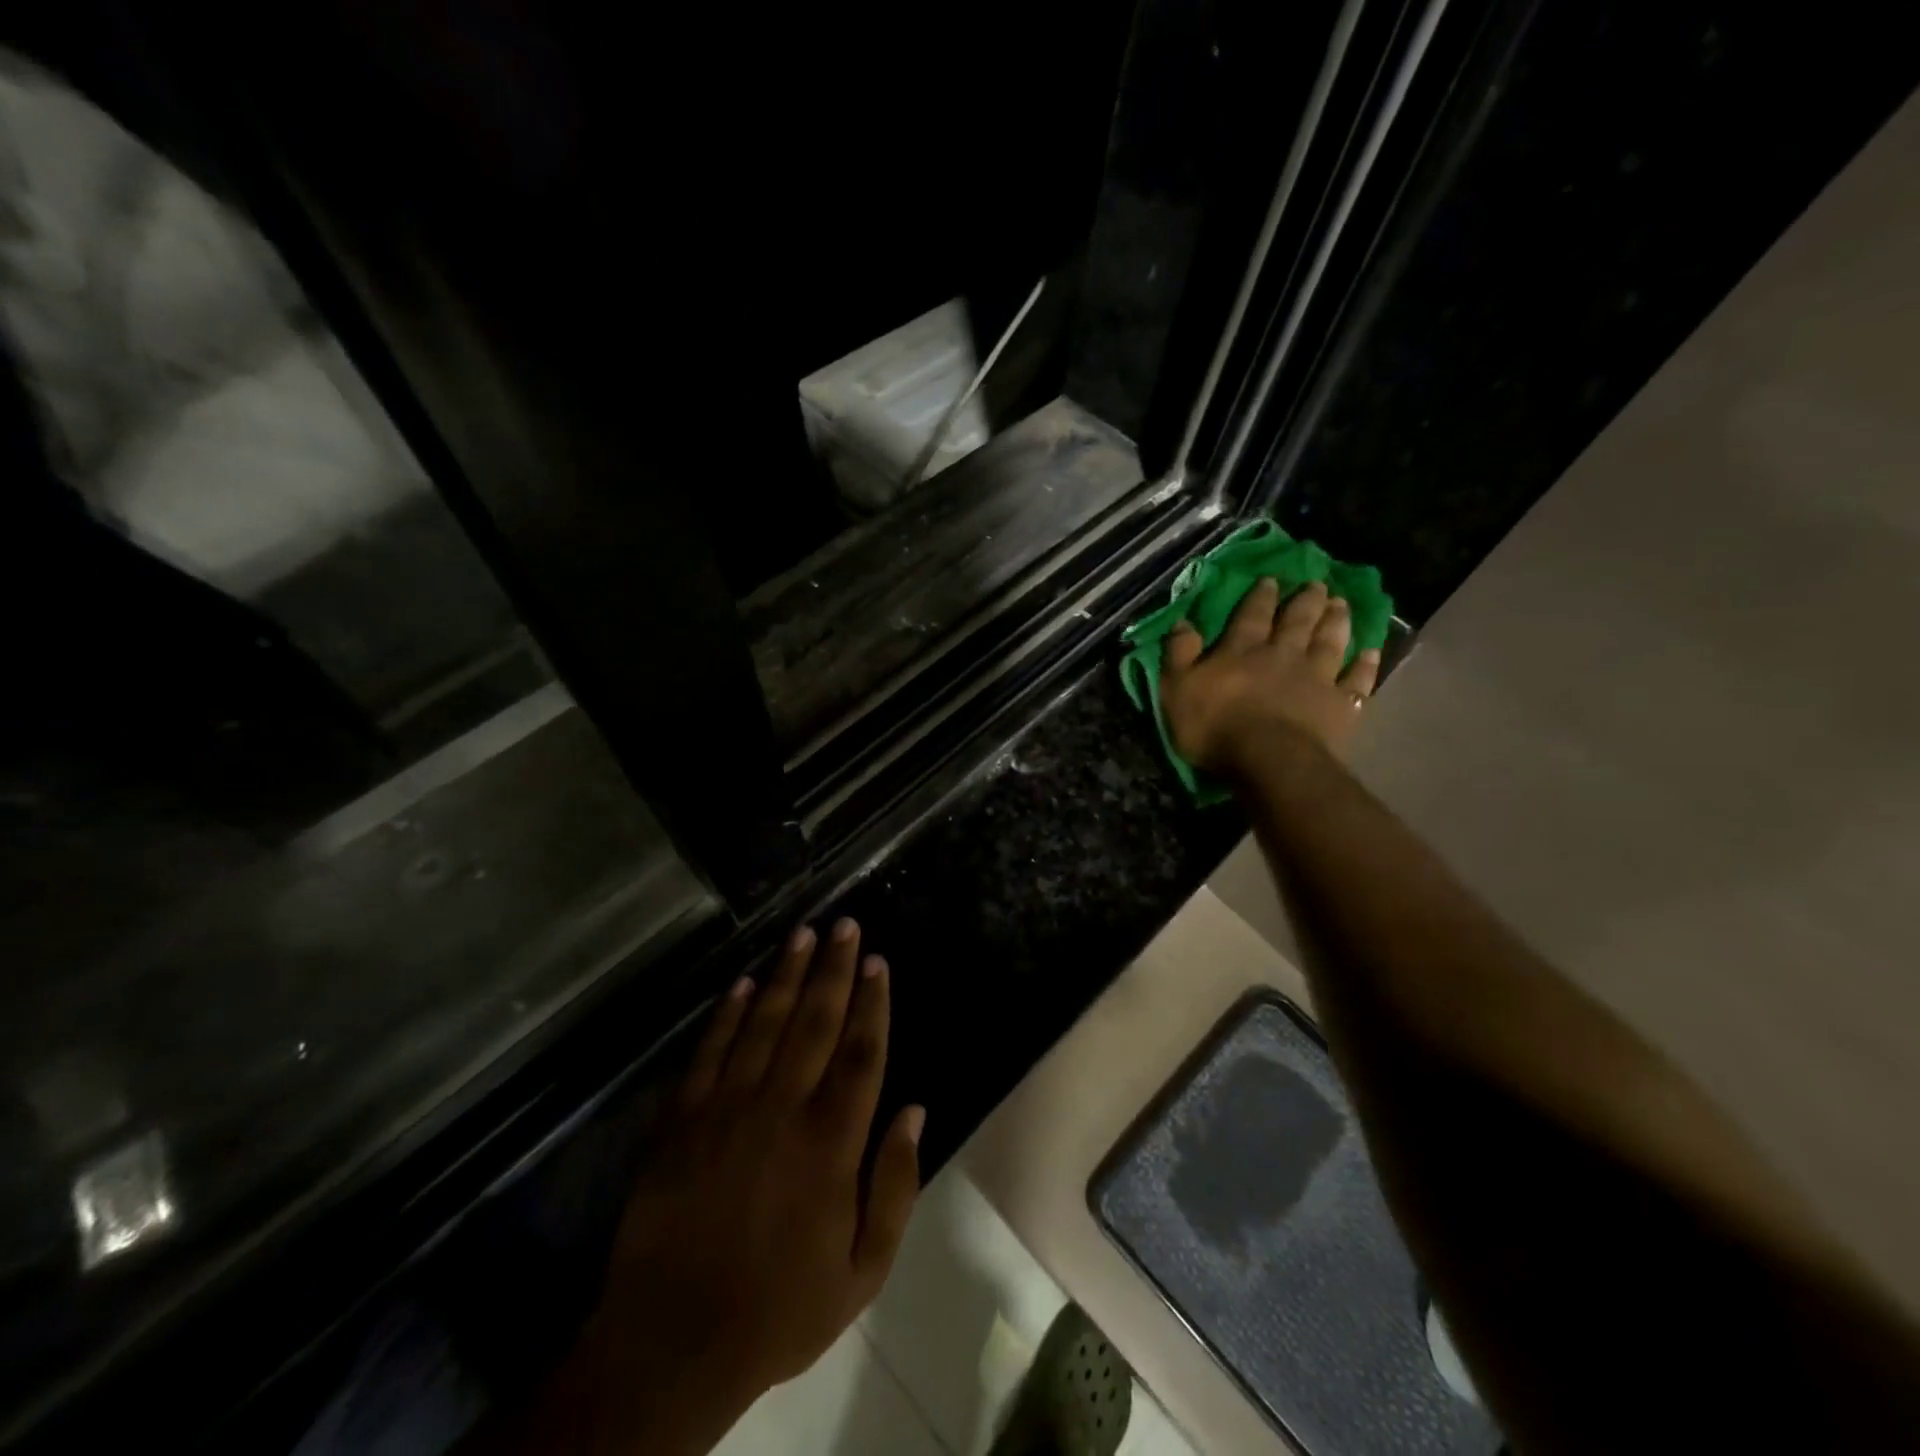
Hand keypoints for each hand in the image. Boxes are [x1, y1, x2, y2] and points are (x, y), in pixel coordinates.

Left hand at [524, 920, 922, 1454]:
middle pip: (814, 1023)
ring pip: (764, 1024)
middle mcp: (781, 1110)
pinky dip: (728, 1014)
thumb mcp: (862, 1271)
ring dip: (786, 975)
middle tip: (844, 925)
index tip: (877, 961)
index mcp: (830, 1144)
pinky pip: (709, 1053)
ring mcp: (726, 1109)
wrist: (671, 1344)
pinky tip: (744, 983)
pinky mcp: (682, 1120)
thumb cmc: (779, 1309)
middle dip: (833, 969)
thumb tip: (914, 1110)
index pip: (859, 1054)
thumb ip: (895, 1186)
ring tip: (803, 934)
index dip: (872, 1003)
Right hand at [1160, 578, 1380, 771]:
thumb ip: (1179, 654)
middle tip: (1317, 584)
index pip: (1253, 615)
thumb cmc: (1214, 726)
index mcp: (1243, 650)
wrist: (1269, 760)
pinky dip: (1365, 665)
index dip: (1262, 596)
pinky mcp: (1340, 705)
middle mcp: (1283, 654)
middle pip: (1297, 621)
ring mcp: (1317, 678)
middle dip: (1306, 600)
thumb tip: (1182, 621)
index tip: (1272, 579)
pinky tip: (1371, 652)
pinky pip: (1357, 680)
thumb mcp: (1177, 689)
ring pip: (1330, 641)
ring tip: (1342, 604)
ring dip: (1336, 621)